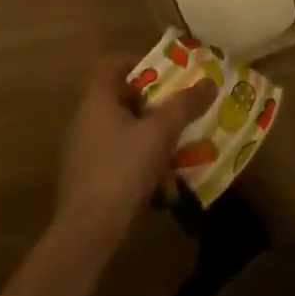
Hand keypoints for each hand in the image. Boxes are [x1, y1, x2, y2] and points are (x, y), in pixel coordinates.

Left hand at [54, 57, 215, 248]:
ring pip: (125, 135)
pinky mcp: (88, 181)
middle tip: (179, 114)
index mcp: (97, 101)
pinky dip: (142, 170)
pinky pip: (120, 162)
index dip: (137, 63)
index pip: (111, 66)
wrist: (87, 232)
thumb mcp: (160, 133)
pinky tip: (162, 193)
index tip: (164, 73)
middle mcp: (86, 121)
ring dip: (153, 145)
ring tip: (178, 161)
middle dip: (155, 110)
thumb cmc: (122, 169)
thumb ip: (184, 106)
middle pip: (123, 101)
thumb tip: (210, 81)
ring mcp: (84, 152)